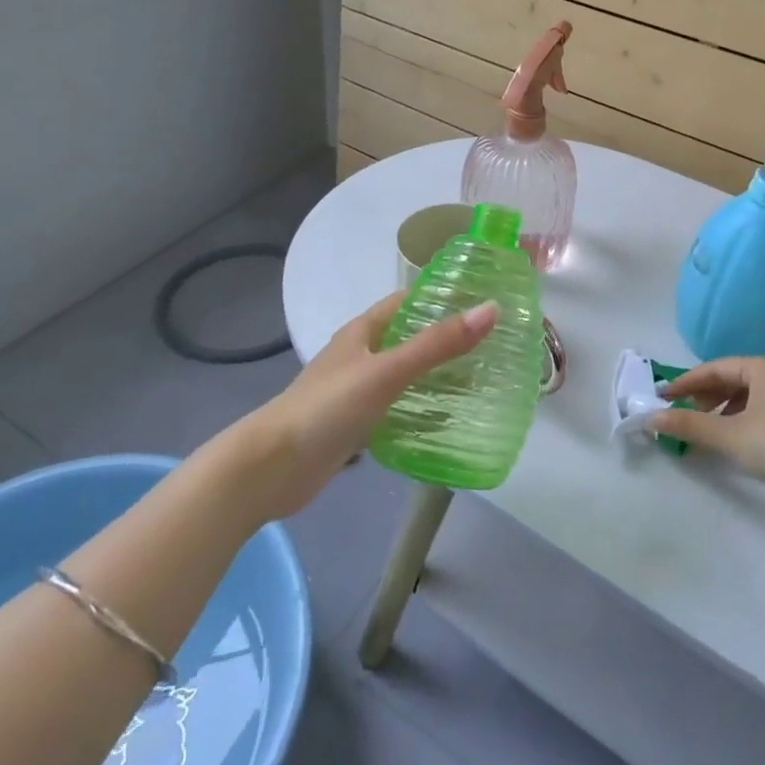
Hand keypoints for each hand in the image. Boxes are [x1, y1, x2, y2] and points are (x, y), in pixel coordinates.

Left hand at [212, 292, 497, 521]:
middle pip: (408, 338)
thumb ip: (437, 344)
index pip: (407, 302)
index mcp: (362, 332)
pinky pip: (395, 409)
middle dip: (444, 339)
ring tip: (480, 380)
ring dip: (434, 376)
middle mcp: (359, 355)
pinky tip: (446, 421)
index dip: (441, 297)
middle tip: (492, 345)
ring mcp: (355, 391)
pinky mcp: (354, 425)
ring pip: (403, 375)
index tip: (482, 301)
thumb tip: (490, 310)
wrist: (272, 468)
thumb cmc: (328, 408)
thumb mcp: (387, 371)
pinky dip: (419, 410)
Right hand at [651, 356, 764, 502]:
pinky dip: (741, 420)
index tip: (662, 397)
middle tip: (683, 415)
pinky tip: (735, 440)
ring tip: (706, 431)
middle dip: (703, 397)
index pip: (713, 368)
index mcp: (761, 365)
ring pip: (747, 395)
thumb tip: (651, 418)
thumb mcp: (729, 435)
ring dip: (722, 410)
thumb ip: (689, 425)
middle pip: (730, 379)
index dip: (684, 383)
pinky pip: (761, 409)